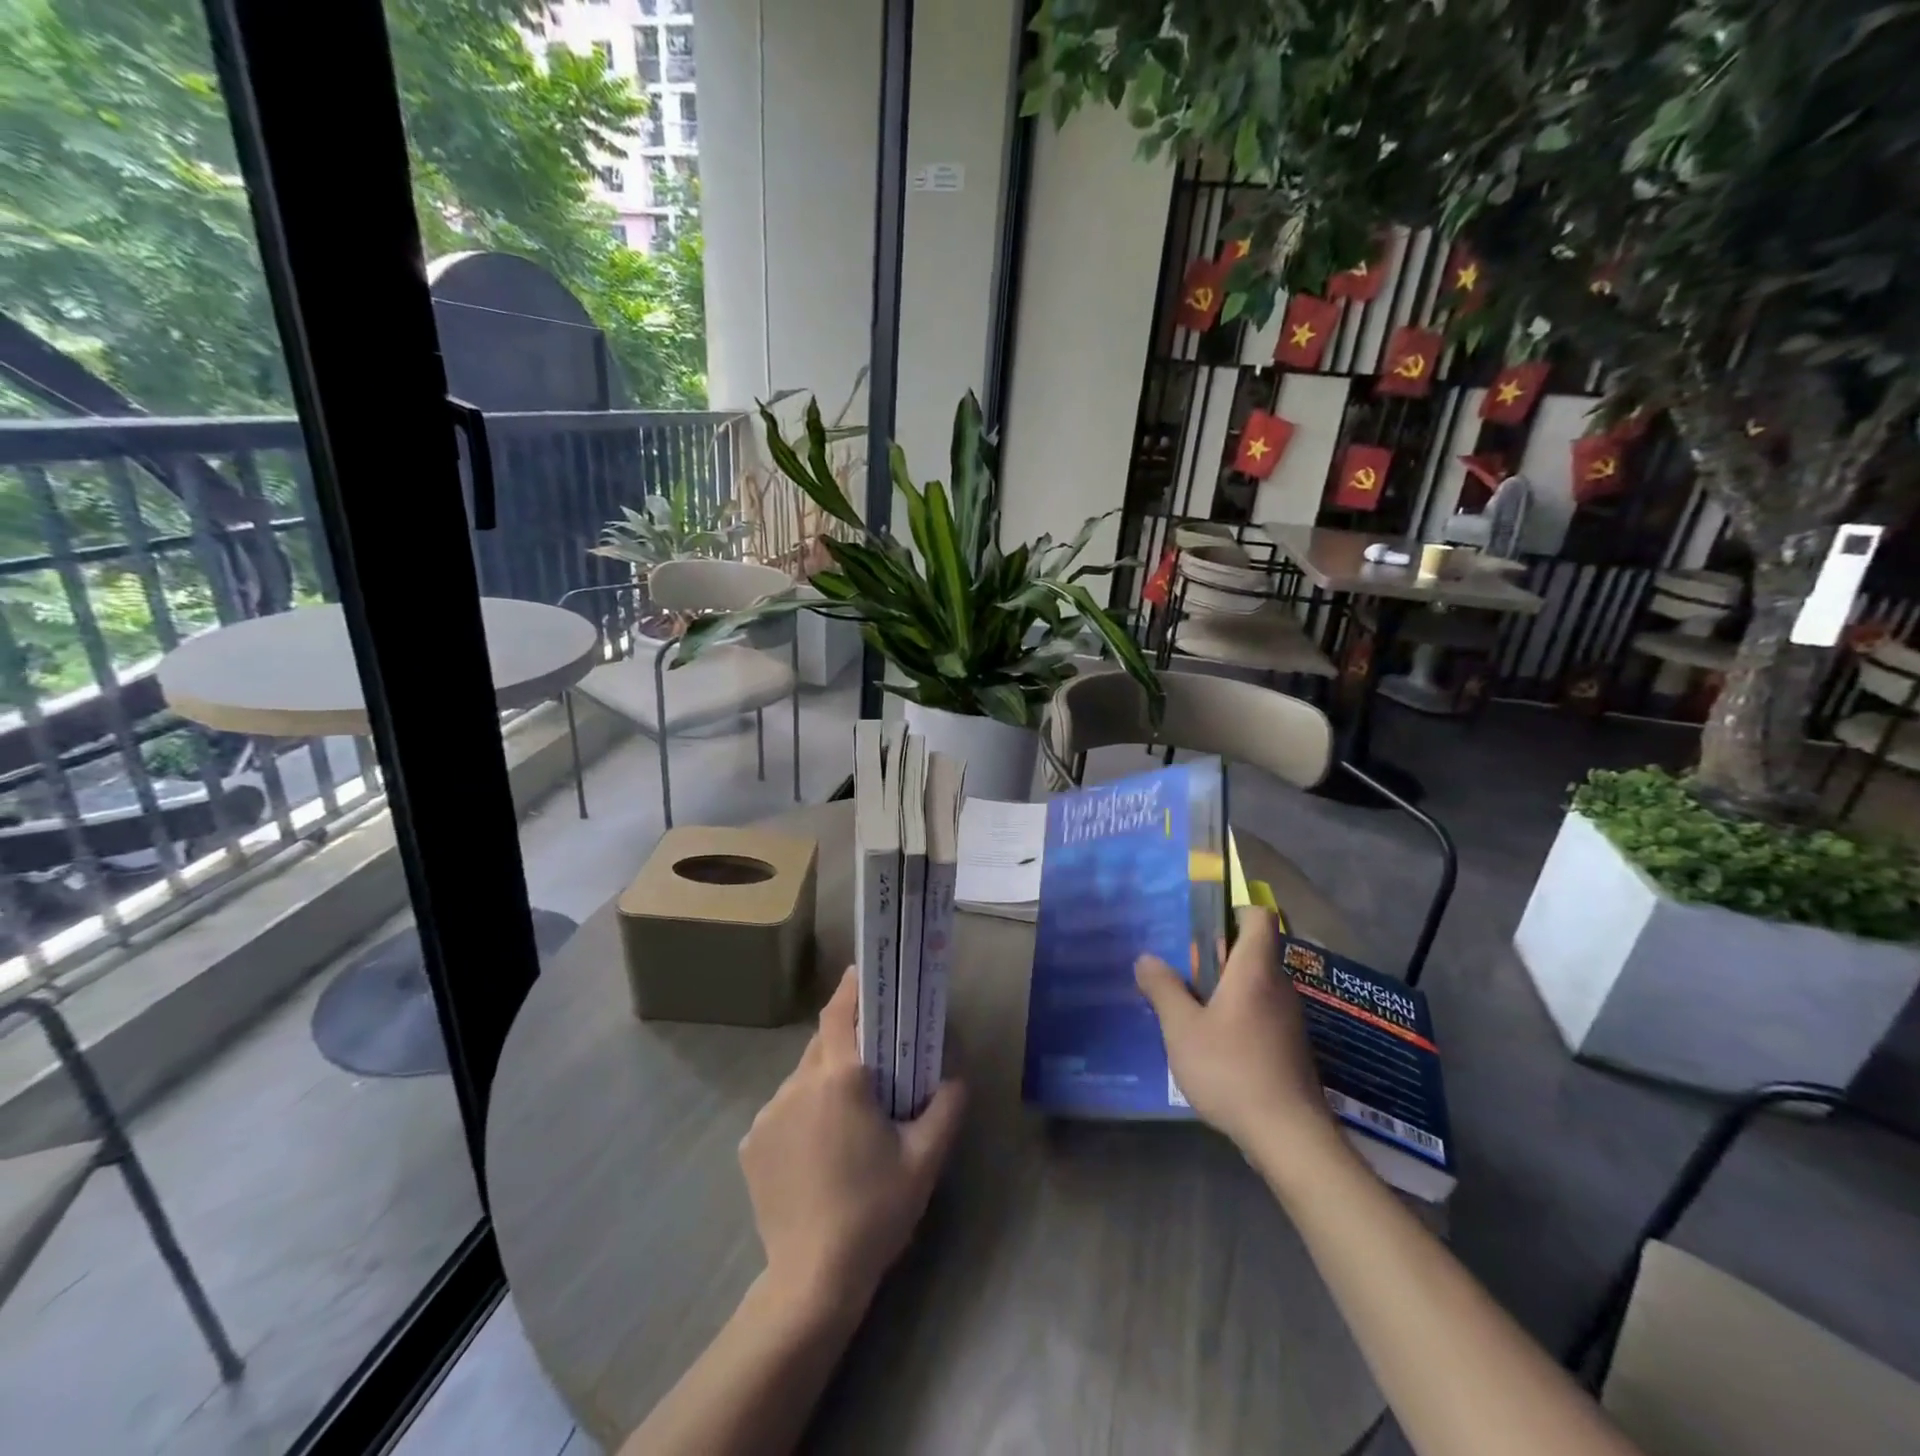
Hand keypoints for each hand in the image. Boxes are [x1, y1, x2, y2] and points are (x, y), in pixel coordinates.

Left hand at [738, 968, 966, 1316]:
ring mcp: (768, 1114)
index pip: (839, 1014)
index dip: (850, 989)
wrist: (812, 1279)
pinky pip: (782, 1111)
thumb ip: (945, 1109)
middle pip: (821, 1044)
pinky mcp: (751, 1144)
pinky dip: (802, 1113)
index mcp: (841, 1079)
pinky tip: (817, 1150)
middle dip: (845, 1040)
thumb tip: (954, 1080)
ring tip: (846, 1115)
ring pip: (801, 1078)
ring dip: (824, 1081)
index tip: (862, 972)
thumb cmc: (875, 1211)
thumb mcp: (924, 1160)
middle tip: (872, 1057)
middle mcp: (798, 1084)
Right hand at [1135, 908, 1332, 1152]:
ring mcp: (1289, 1020)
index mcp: (1255, 970)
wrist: (1289, 1136)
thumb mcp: (1182, 1029)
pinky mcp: (1291, 1049)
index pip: (1260, 918)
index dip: (1235, 910)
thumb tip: (1146, 958)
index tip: (1203, 924)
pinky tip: (1213, 1044)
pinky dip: (1238, 1017)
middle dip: (1217, 955)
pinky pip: (1261, 1014)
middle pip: (1253, 953)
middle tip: (1180, 969)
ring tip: (1189, 1007)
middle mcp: (1279, 987)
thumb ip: (1163, 989)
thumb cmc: (1231, 1069)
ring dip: (1225, 989)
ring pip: (1256, 986)